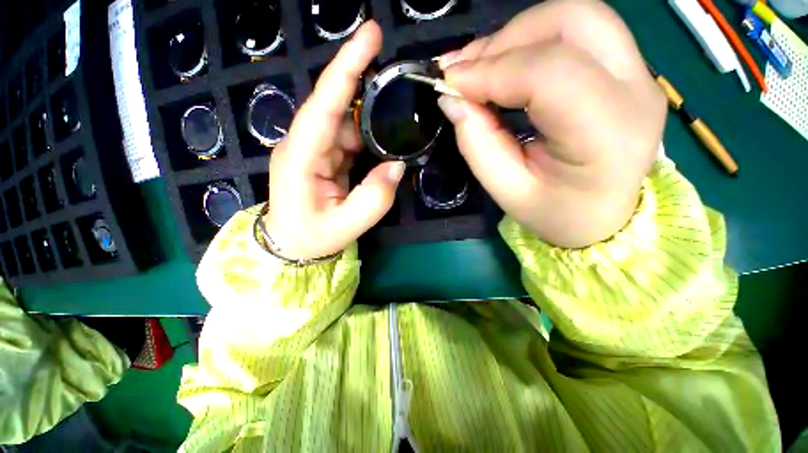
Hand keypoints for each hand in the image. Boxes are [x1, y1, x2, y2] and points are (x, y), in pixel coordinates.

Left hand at [264, 22, 405, 260]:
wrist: (291, 246)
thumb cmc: (311, 238)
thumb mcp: (346, 226)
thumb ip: (374, 198)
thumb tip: (396, 166)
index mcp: (300, 158)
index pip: (324, 105)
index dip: (346, 68)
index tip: (370, 34)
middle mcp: (304, 145)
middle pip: (337, 107)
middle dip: (366, 89)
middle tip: (398, 82)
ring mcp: (314, 150)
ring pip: (346, 123)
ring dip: (371, 123)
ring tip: (397, 123)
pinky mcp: (324, 157)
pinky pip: (349, 139)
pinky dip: (368, 138)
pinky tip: (383, 144)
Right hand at [438, 0, 665, 247]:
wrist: (602, 216)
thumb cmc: (555, 213)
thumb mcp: (507, 191)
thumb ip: (477, 144)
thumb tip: (452, 98)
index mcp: (607, 134)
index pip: (550, 73)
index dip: (491, 71)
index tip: (450, 85)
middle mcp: (635, 90)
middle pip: (571, 22)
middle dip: (504, 40)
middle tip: (464, 71)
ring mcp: (638, 73)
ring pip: (575, 16)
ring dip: (516, 34)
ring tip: (479, 66)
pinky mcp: (628, 69)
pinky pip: (578, 31)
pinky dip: (530, 39)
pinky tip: (503, 63)